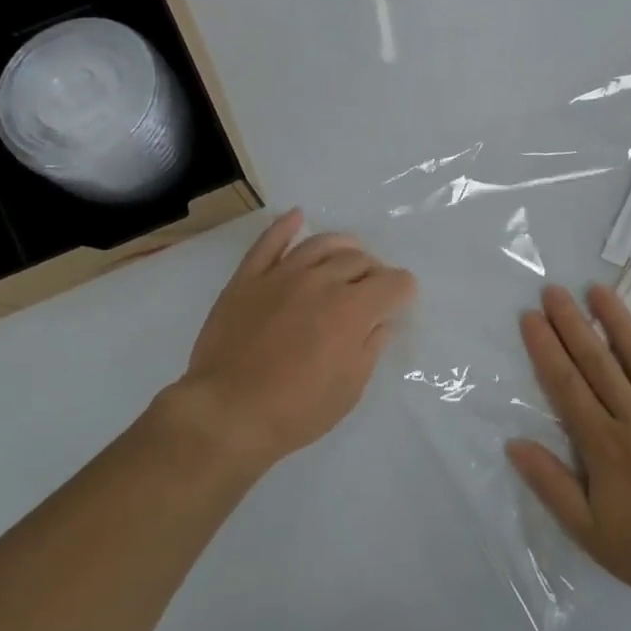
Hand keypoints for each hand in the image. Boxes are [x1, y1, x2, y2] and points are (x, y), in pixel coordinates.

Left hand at [162, 210, 416, 473]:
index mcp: (352, 310)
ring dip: (342, 245)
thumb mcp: (348, 390)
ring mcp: (281, 275)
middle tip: (372, 288)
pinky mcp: (248, 278)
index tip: (401, 299)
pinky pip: (269, 242)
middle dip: (374, 271)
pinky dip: (285, 226)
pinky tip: (297, 217)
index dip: (403, 290)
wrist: (227, 413)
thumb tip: (380, 322)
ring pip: (320, 244)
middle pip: (359, 260)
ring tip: (349, 252)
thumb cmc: (295, 411)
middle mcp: (321, 281)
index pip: (393, 283)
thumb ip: (370, 348)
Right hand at [507, 284, 630, 601]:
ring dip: (617, 320)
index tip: (530, 317)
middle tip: (553, 291)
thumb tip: (514, 444)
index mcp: (603, 443)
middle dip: (572, 324)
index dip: (545, 349)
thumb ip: (552, 485)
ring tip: (597, 289)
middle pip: (597, 362)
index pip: (566, 385)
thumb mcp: (590, 532)